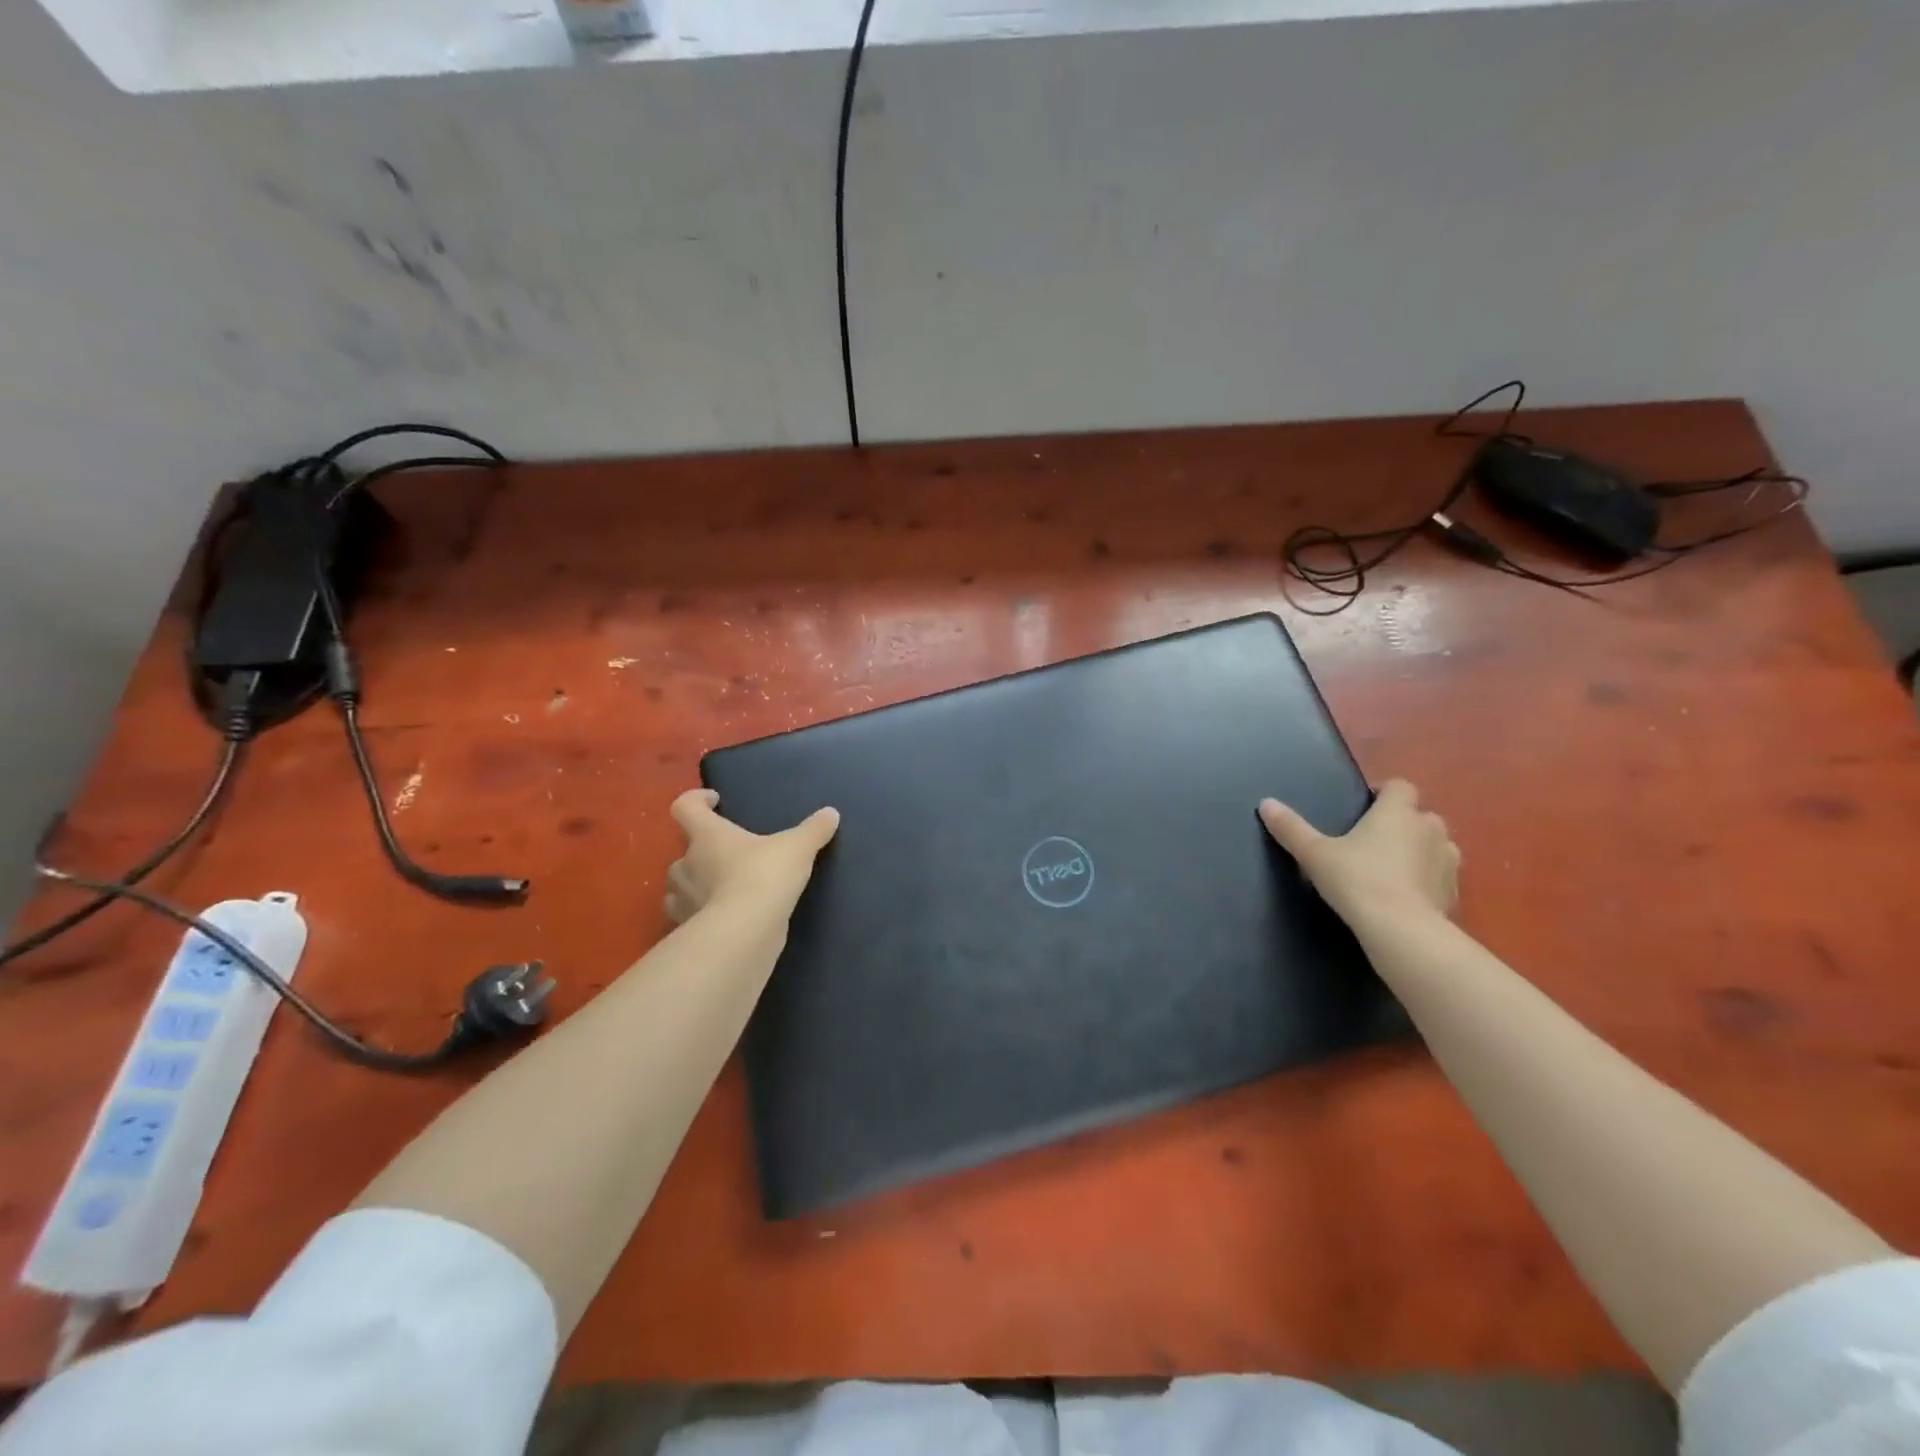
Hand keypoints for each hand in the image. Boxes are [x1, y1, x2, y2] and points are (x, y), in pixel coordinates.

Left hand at [665, 790, 839, 923]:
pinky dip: (700, 913)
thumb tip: (831, 813)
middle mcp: (688, 864)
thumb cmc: (764, 877)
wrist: (744, 933)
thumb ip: (813, 830)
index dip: (696, 799)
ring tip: (721, 886)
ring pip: (680, 885)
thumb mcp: (797, 848)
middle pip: (684, 849)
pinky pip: (688, 915)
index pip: (685, 807)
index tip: (714, 801)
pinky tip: (722, 916)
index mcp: (708, 836)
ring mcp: (683, 899)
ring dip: (695, 883)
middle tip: (728, 853)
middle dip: (701, 849)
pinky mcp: (688, 929)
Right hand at [1259, 779, 1458, 927]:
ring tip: (1391, 867)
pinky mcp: (1454, 892)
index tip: (1363, 807)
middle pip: (1420, 815)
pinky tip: (1405, 896)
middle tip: (1372, 840)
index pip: (1399, 786)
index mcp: (1397, 813)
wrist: (1401, 931)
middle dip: (1403, 823)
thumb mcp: (1314, 854)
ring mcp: (1447, 861)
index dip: (1383, 792)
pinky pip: (1440, 876)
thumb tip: (1266, 803)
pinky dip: (1426, 880)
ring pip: (1436, 845)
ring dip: (1419, 850)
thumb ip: (1291, 828)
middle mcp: (1429, 829)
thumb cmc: (1357, 881)